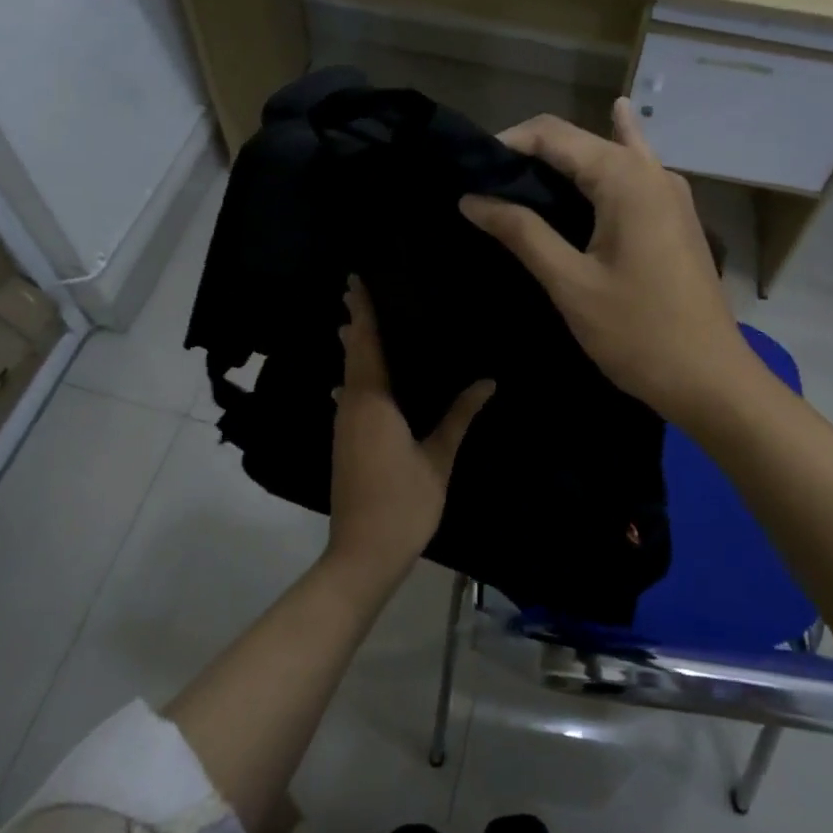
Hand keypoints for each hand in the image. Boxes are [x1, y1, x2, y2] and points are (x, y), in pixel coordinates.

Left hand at [326, 277, 493, 593]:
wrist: (362, 553)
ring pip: (347, 374)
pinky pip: (349, 394)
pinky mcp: (344, 441)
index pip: (365, 344)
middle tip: (359, 289)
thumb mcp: (438, 458)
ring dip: (353, 347)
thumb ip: (459, 416)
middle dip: (354, 322)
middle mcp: (351, 405)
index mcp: (373, 401)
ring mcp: (343, 425)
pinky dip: (356, 374)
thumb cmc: (403, 503)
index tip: (356, 279)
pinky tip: (363, 377)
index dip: (361, 311)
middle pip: (351, 354)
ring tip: (360, 322)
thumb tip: (488, 381)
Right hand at [460, 98, 754, 429]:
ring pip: (608, 154)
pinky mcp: (675, 215)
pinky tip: (616, 120)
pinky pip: (634, 171)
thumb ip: (522, 233)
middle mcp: (651, 171)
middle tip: (486, 182)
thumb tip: (471, 198)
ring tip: (520, 175)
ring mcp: (670, 192)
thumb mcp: (570, 283)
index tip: (471, 170)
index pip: (553, 134)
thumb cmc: (637, 334)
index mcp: (625, 178)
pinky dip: (611, 154)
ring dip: (564, 160)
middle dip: (530, 153)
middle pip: (580, 140)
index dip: (507, 143)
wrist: (711, 380)